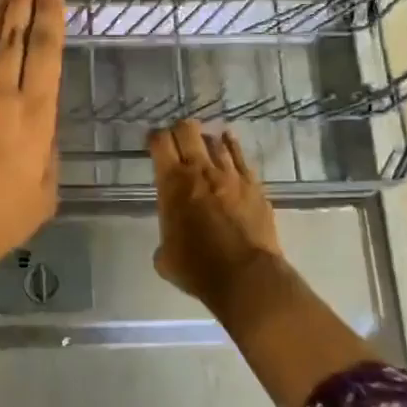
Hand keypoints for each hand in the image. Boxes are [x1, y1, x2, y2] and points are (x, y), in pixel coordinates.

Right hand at [147, 121, 282, 308]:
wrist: (247, 276)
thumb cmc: (199, 268)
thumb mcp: (166, 259)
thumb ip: (165, 241)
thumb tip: (171, 244)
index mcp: (172, 183)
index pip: (159, 142)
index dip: (154, 137)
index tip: (152, 142)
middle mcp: (199, 170)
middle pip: (187, 130)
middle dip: (179, 130)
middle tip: (176, 139)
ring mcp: (230, 174)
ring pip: (215, 140)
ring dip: (205, 140)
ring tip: (203, 144)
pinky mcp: (253, 184)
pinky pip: (240, 155)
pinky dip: (231, 145)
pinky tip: (228, 141)